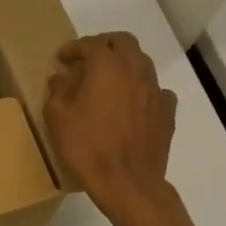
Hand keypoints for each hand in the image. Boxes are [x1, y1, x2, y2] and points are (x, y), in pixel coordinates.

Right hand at [44, 33, 177, 212]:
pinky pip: (157, 90)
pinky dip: (142, 89)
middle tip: (87, 58)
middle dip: (104, 44)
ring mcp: (155, 91)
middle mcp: (135, 71)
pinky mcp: (167, 113)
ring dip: (124, 64)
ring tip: (108, 80)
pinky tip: (132, 103)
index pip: (91, 44)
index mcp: (107, 67)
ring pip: (142, 63)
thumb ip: (58, 90)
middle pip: (124, 42)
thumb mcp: (57, 117)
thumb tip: (63, 76)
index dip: (74, 47)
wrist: (127, 183)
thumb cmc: (87, 147)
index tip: (62, 58)